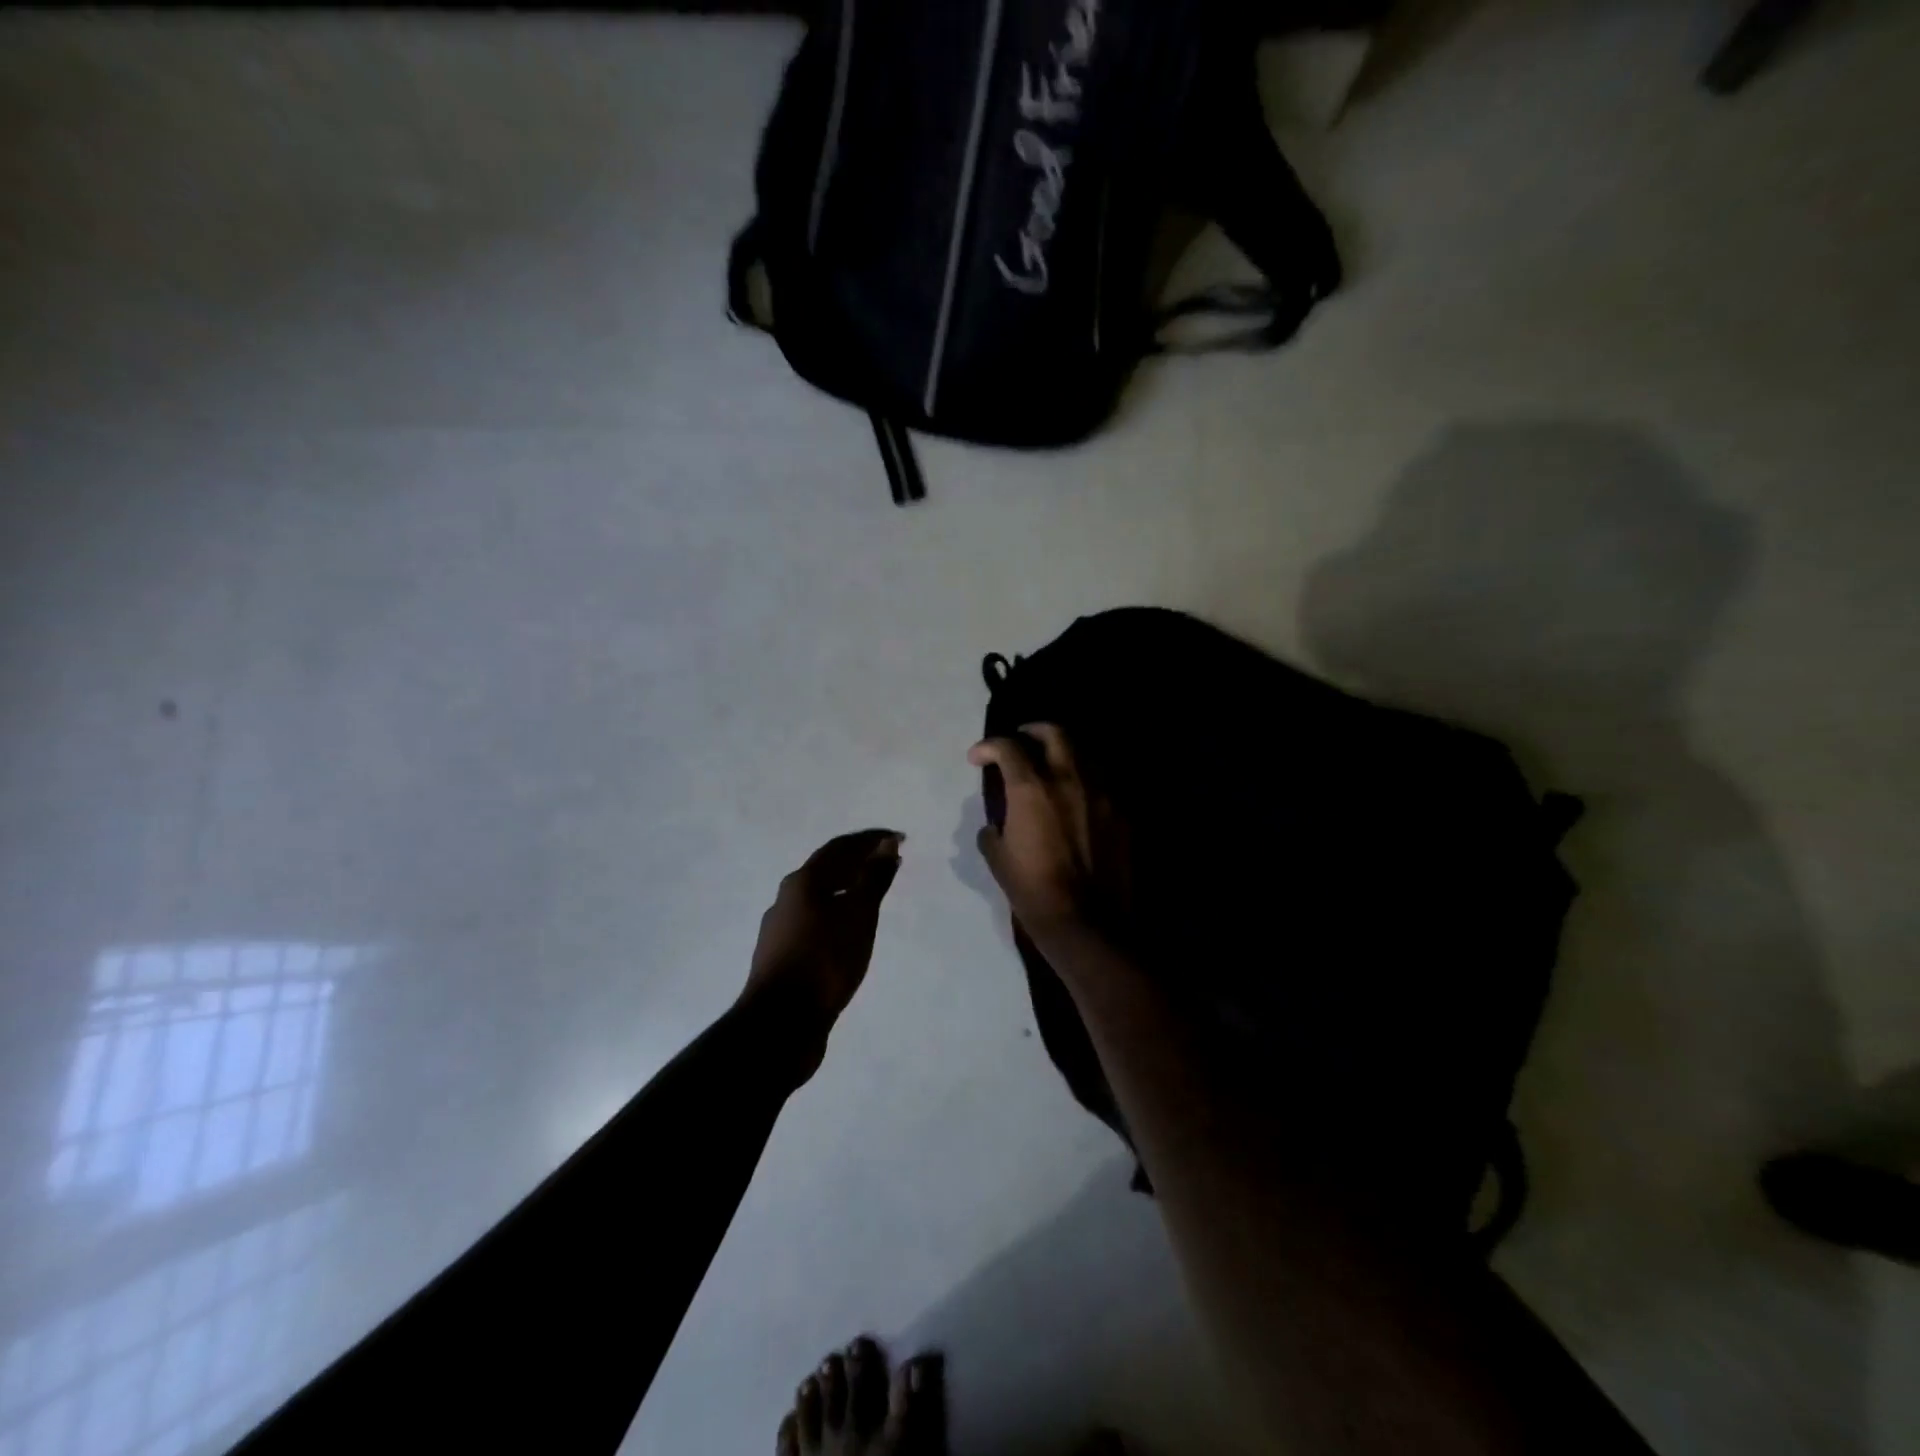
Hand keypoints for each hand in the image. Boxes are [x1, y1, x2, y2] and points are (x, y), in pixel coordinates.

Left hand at [742, 829, 903, 1073]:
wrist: (780, 1023)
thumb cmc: (824, 960)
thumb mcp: (858, 915)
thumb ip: (873, 878)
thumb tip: (886, 845)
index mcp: (802, 882)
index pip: (840, 847)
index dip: (871, 839)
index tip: (899, 839)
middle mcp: (787, 899)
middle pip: (826, 869)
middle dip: (859, 861)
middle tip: (889, 862)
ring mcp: (781, 929)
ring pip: (820, 897)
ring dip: (848, 888)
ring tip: (874, 894)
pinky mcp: (783, 956)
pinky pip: (816, 921)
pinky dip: (838, 913)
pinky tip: (850, 931)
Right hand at [969, 725, 1130, 959]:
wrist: (1088, 923)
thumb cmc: (1033, 893)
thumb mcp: (998, 861)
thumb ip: (993, 831)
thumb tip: (994, 824)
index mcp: (1032, 788)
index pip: (1007, 747)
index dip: (988, 746)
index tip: (977, 758)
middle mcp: (1069, 779)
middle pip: (1054, 733)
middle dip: (1032, 731)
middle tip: (1021, 740)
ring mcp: (1101, 793)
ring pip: (1084, 753)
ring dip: (1063, 752)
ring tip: (1051, 765)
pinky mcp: (1121, 813)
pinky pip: (1102, 783)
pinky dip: (1084, 780)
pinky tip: (1076, 797)